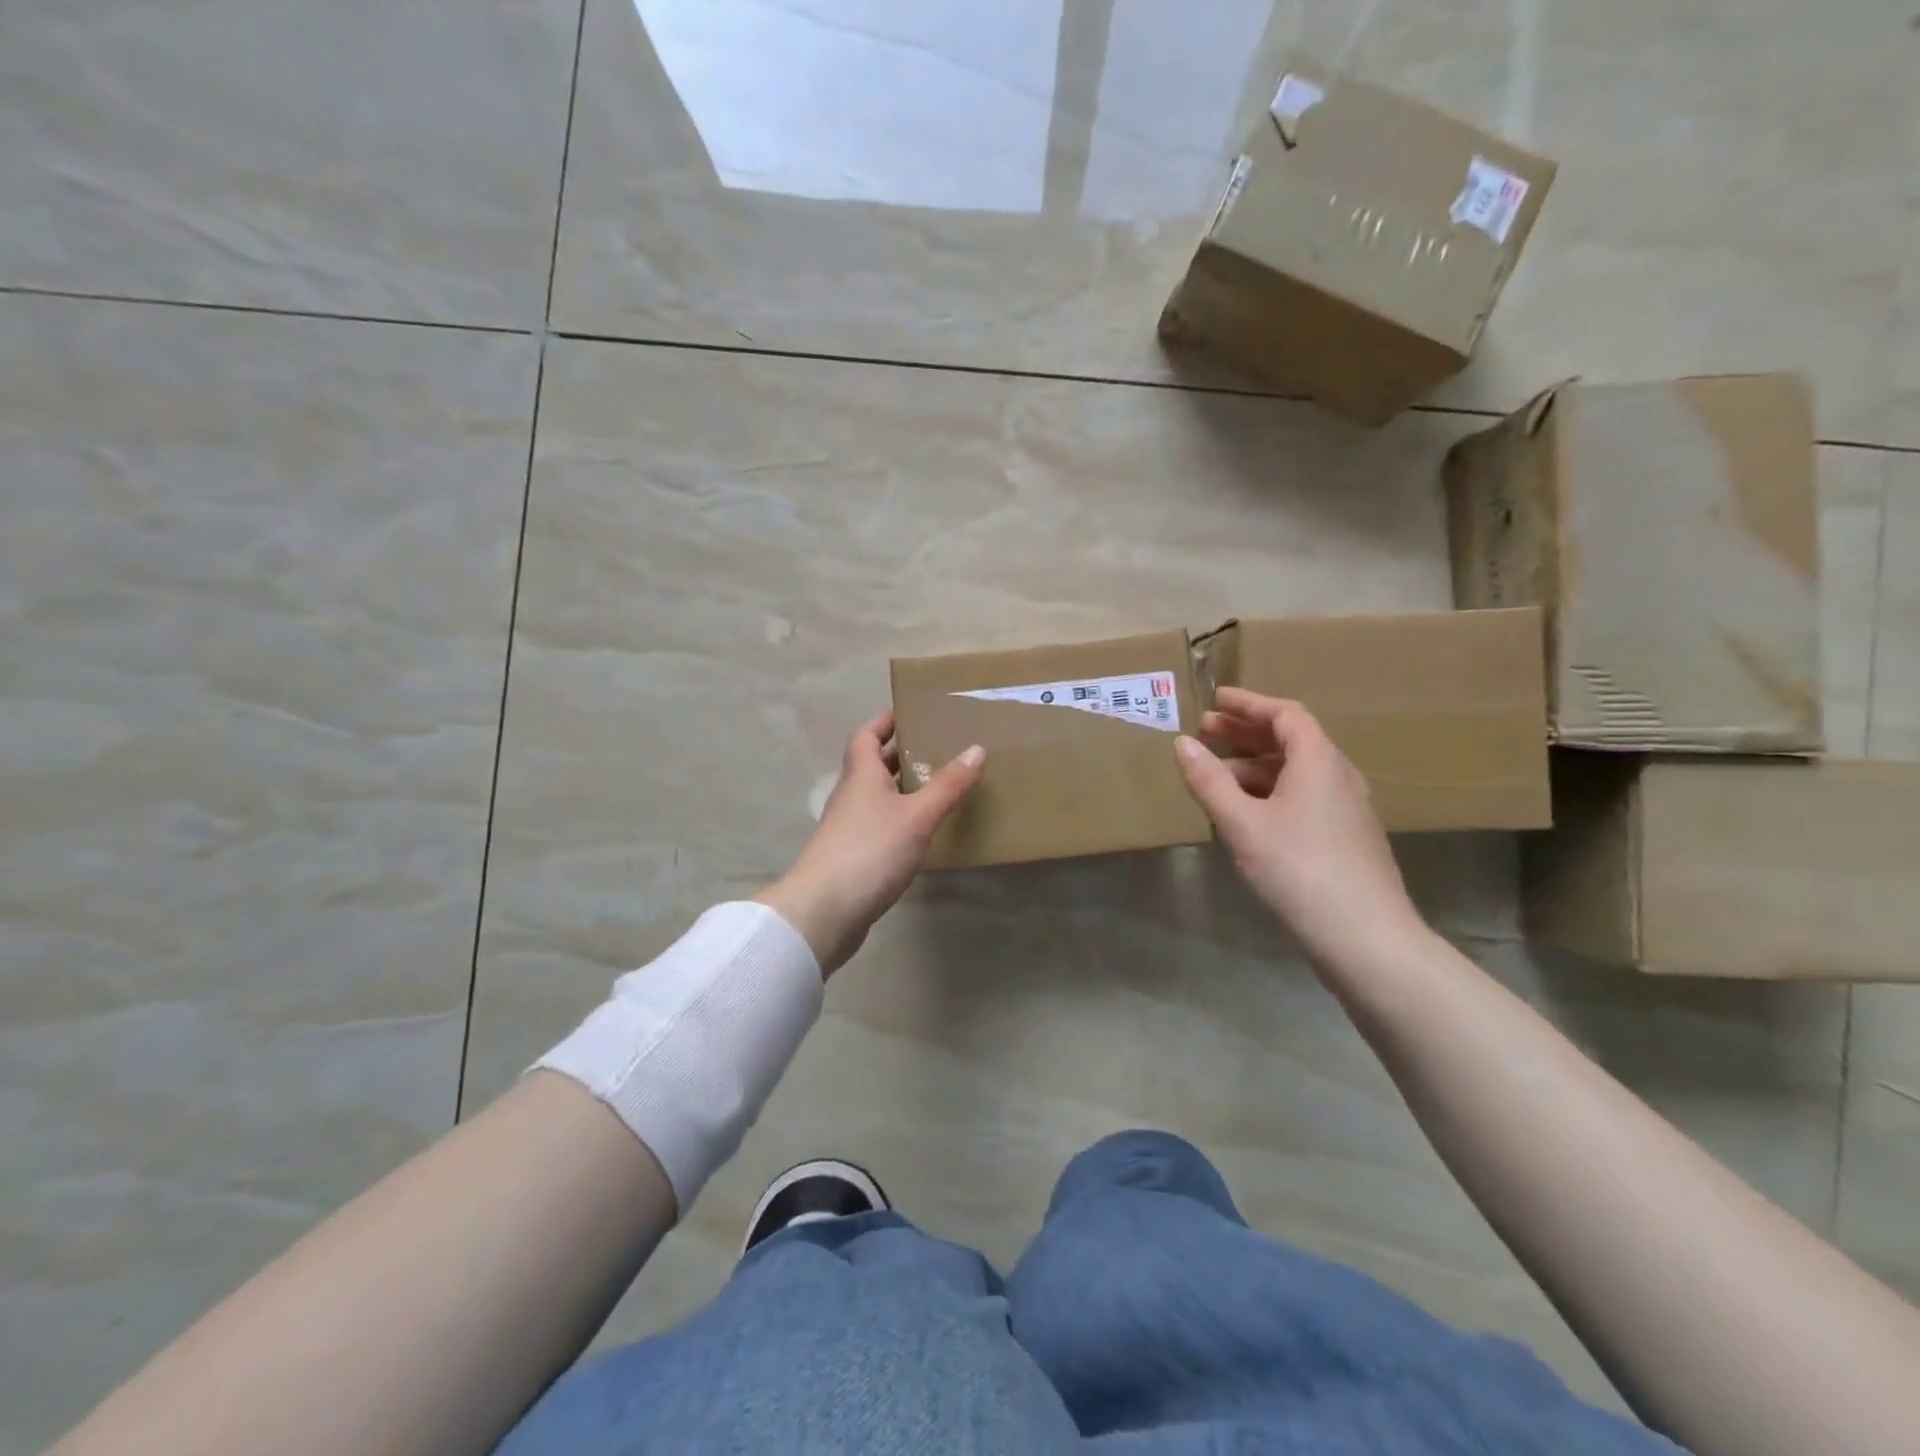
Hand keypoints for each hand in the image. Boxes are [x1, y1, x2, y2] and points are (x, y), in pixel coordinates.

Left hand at [757, 710, 984, 975]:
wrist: (823, 911)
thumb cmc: (870, 851)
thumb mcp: (917, 815)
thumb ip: (948, 785)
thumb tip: (976, 749)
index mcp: (861, 775)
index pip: (866, 735)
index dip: (885, 721)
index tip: (910, 711)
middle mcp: (851, 795)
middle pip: (872, 765)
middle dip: (900, 754)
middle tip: (936, 747)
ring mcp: (849, 828)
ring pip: (877, 797)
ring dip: (901, 788)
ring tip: (938, 786)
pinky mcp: (852, 857)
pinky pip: (879, 825)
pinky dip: (899, 820)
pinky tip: (922, 832)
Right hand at [1174, 689, 1428, 971]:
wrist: (1367, 938)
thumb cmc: (1299, 870)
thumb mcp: (1243, 824)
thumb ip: (1209, 781)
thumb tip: (1181, 743)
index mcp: (1319, 761)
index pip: (1285, 714)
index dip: (1248, 704)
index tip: (1215, 700)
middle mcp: (1338, 776)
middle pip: (1291, 739)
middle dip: (1246, 733)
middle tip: (1205, 732)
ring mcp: (1345, 808)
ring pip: (1296, 771)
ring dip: (1254, 764)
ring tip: (1215, 774)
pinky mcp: (1345, 836)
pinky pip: (1303, 796)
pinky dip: (1270, 790)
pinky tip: (1245, 813)